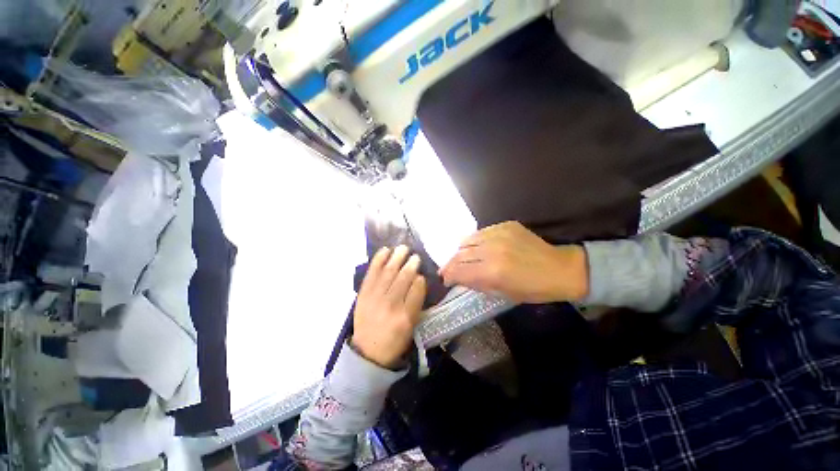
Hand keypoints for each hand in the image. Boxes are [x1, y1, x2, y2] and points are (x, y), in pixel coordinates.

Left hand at [351, 245, 426, 368]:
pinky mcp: (363, 294)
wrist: (368, 351)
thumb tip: (418, 280)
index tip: (421, 273)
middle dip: (410, 265)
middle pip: (402, 279)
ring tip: (403, 248)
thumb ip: (416, 304)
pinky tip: (385, 250)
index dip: (420, 279)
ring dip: (396, 258)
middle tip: (415, 256)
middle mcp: (390, 306)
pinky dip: (378, 260)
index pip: (416, 290)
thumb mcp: (412, 327)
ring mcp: (375, 298)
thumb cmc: (394, 340)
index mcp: (406, 317)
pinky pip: (372, 273)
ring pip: (388, 273)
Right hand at [440, 221, 587, 303]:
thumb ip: (477, 284)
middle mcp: (492, 250)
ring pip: (467, 240)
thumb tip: (458, 278)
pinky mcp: (505, 225)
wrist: (560, 269)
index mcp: (492, 272)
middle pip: (459, 254)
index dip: (448, 276)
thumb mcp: (502, 294)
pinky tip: (478, 248)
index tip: (445, 279)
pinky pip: (481, 233)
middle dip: (450, 264)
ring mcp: (499, 234)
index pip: (458, 271)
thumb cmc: (533, 289)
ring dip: (461, 251)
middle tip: (448, 269)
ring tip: (461, 258)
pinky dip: (475, 241)